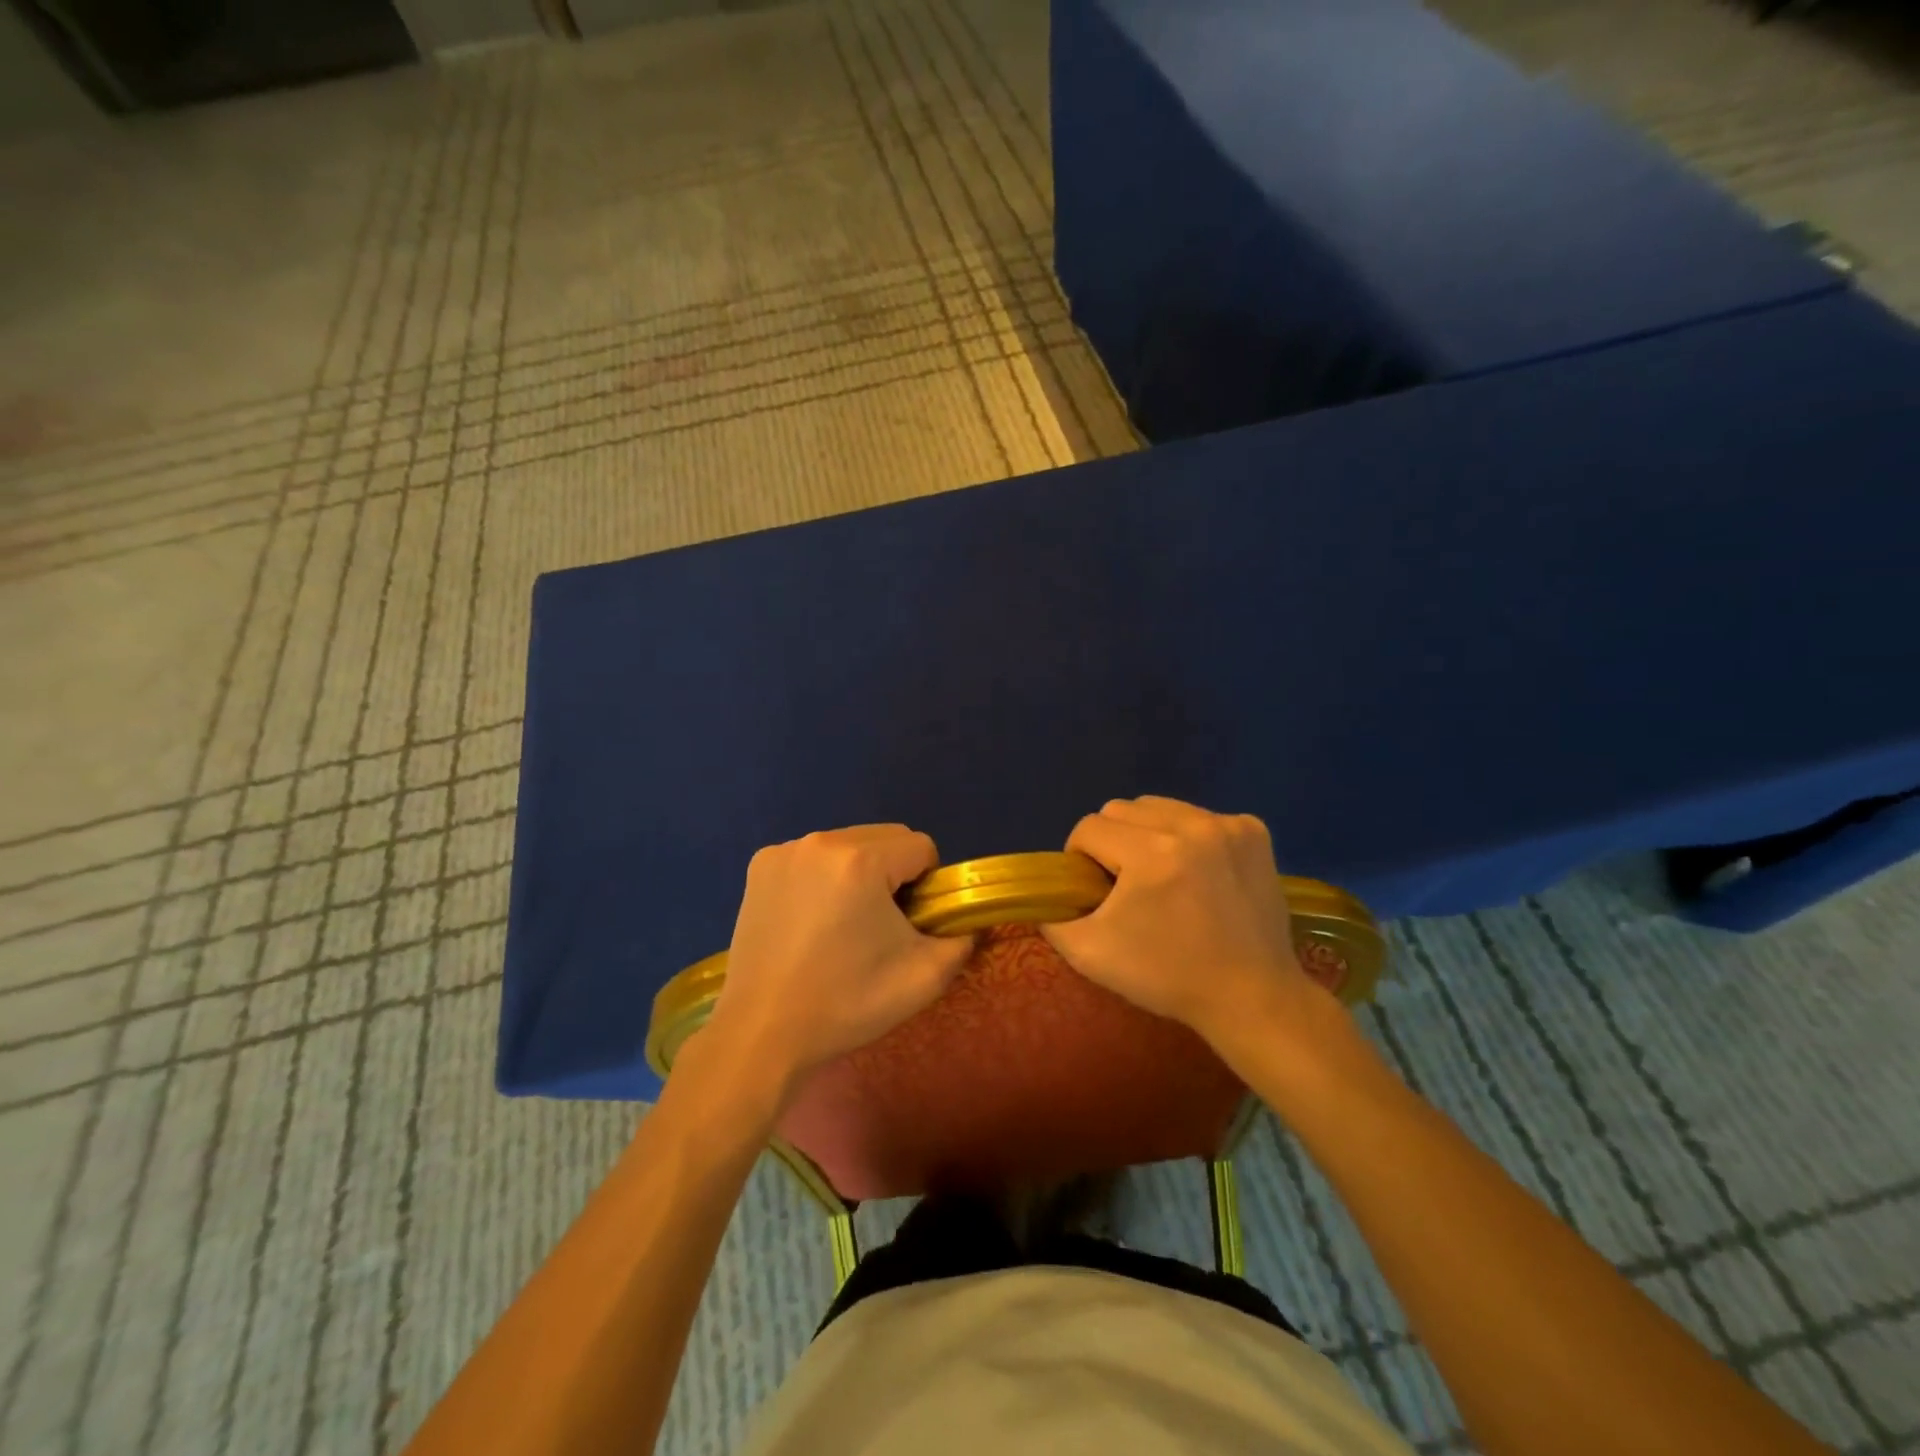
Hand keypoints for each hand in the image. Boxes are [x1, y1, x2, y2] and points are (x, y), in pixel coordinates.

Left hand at [699, 825, 973, 1105]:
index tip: (910, 923)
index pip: (921, 847)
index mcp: (861, 861)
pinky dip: (825, 876)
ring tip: (843, 923)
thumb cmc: (845, 1003)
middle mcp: (821, 841)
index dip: (928, 884)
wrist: (762, 1034)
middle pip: (885, 837)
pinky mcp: (761, 866)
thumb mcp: (924, 978)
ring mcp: (785, 851)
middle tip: (881, 924)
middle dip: (895, 871)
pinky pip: (814, 855)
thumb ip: (961, 939)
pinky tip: (811, 918)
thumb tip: (965, 922)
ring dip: (860, 870)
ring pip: (850, 843)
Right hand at [1041, 797, 1321, 1048]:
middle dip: (1113, 842)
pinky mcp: (1254, 831)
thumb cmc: (1168, 976)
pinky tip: (1200, 874)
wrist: (1252, 997)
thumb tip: (1048, 894)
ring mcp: (1228, 824)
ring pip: (1160, 806)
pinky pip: (1199, 816)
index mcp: (1150, 852)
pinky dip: (1189, 838)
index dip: (1080, 859)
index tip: (1095, 891)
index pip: (1089, 828)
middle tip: (1126, 885)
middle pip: (1121, 809)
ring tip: (1163, 876)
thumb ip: (1053, 918)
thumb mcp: (1090, 955)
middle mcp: (1191, 825)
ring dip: (1149, 834)